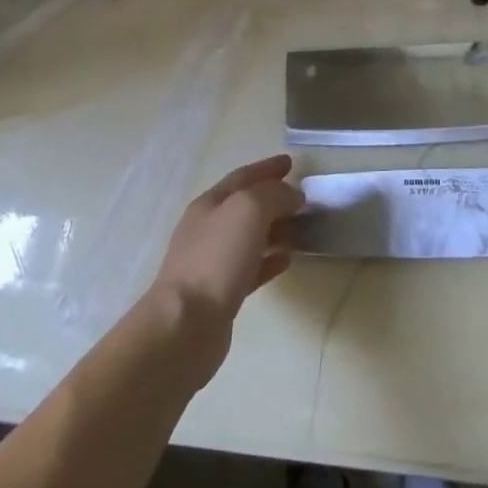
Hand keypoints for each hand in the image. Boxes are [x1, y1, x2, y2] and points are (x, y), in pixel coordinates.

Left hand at [151, 155, 302, 327]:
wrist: (185, 325)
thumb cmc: (216, 258)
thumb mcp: (249, 209)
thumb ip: (274, 194)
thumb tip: (292, 195)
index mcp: (210, 203)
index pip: (243, 176)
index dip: (267, 168)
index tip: (291, 162)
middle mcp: (208, 229)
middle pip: (245, 206)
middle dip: (273, 198)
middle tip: (303, 198)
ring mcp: (212, 262)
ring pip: (250, 237)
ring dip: (275, 229)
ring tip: (301, 229)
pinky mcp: (221, 293)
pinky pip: (251, 268)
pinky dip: (269, 260)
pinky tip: (287, 261)